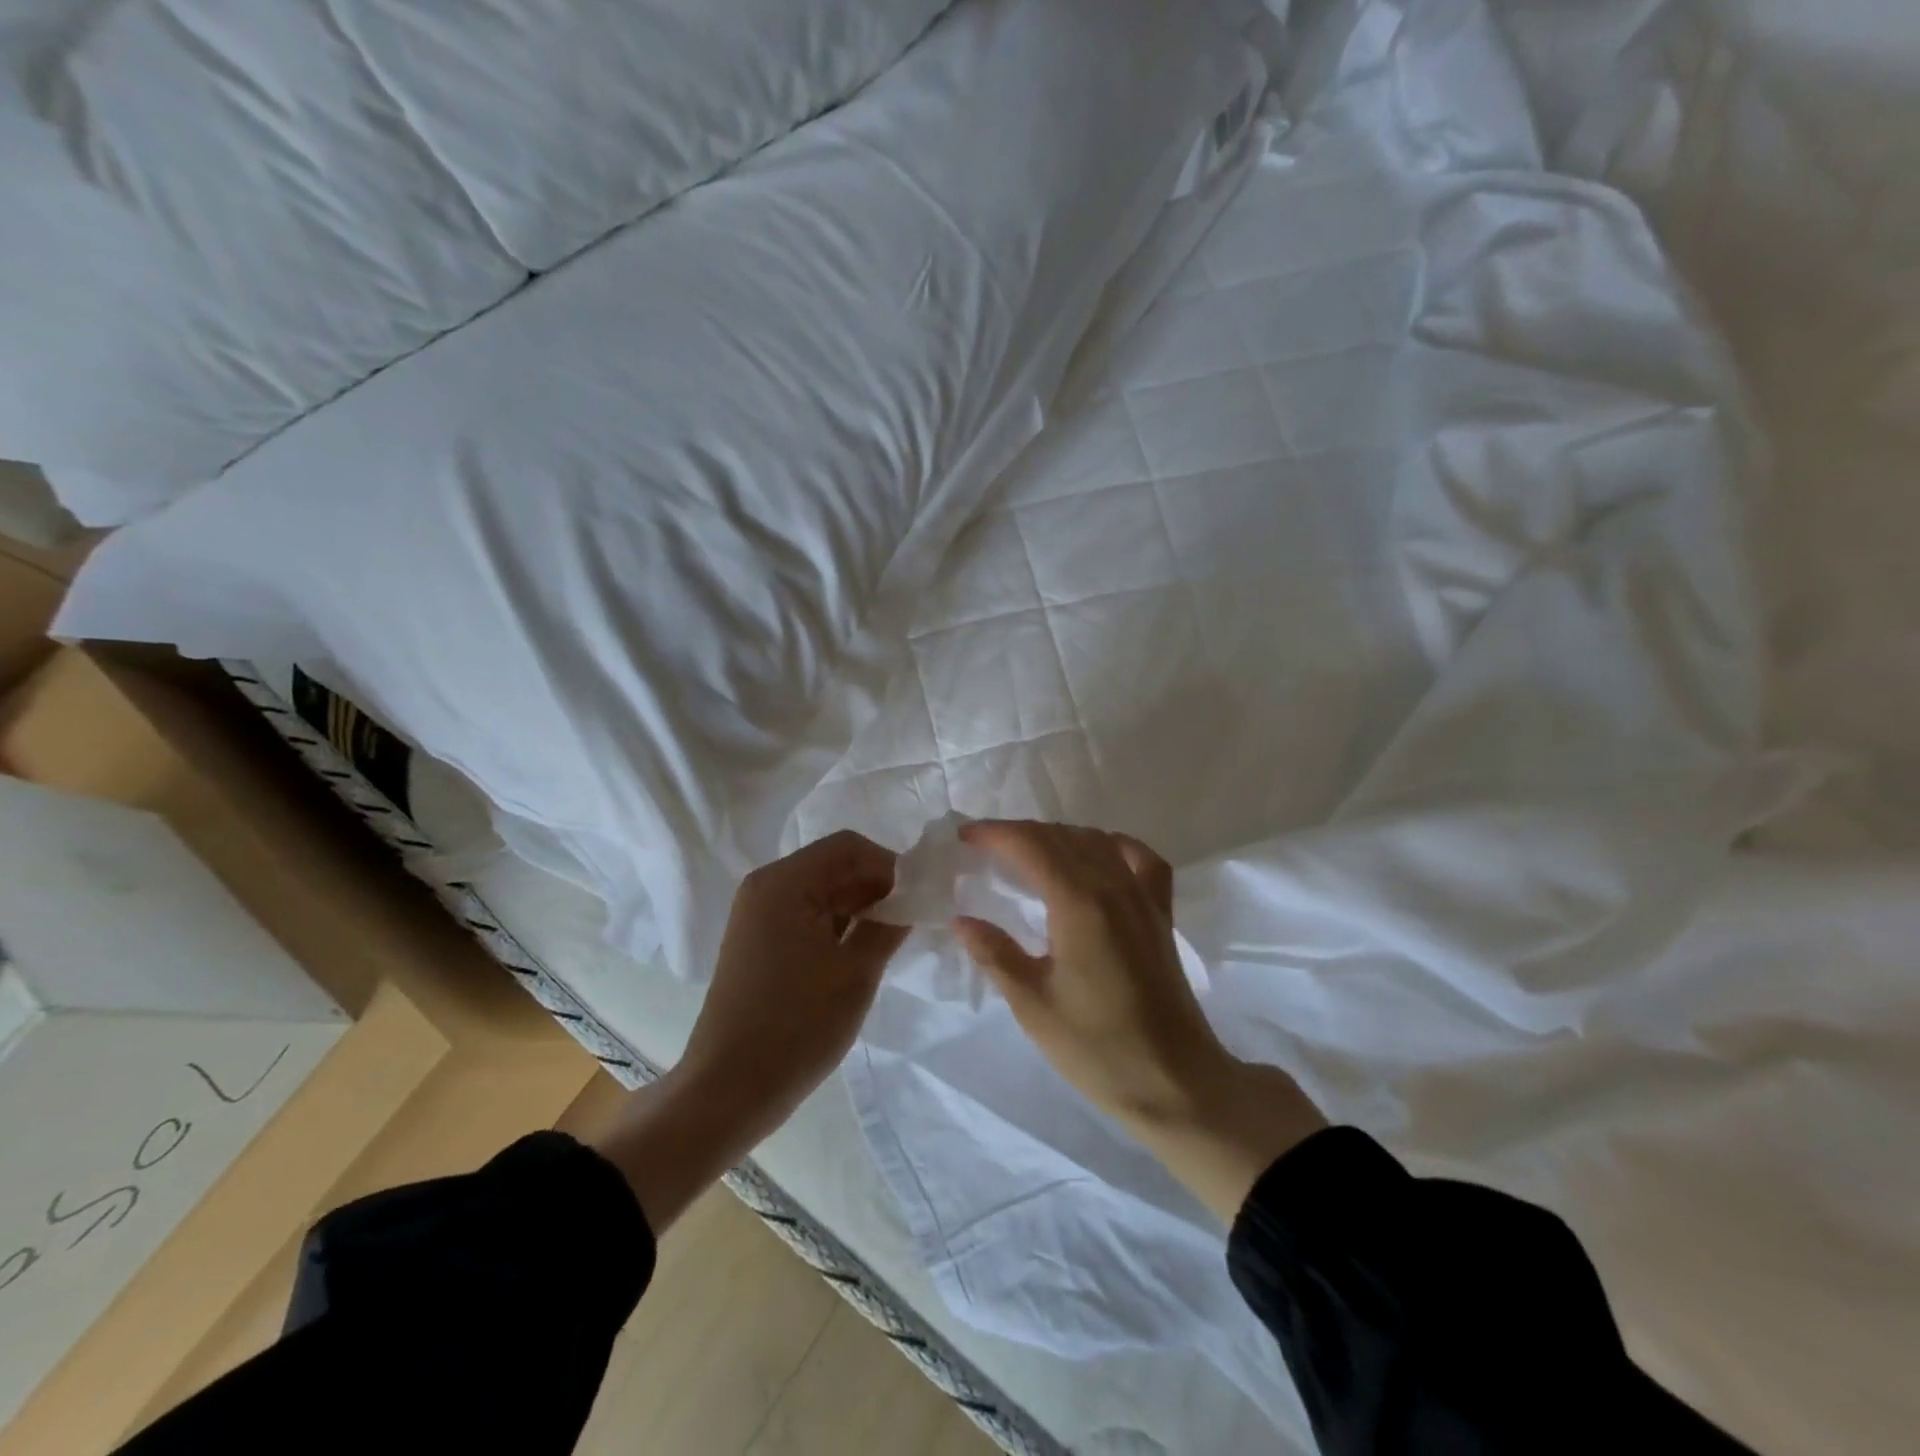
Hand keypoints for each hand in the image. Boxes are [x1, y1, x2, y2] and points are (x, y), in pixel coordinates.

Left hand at [683, 829, 908, 1131]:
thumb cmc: (797, 1026)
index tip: (921, 898)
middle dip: (877, 886)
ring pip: (822, 891)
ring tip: (893, 938)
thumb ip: (891, 924)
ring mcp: (757, 915)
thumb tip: (915, 897)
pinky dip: (837, 924)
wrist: (729, 1090)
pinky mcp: (757, 941)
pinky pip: (806, 914)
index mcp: (785, 883)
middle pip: (834, 865)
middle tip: (913, 920)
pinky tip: (861, 951)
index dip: (891, 865)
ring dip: (859, 907)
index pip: (850, 847)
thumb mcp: (856, 972)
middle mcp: (766, 887)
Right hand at [955, 821, 1326, 1221]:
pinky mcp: (1161, 913)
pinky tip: (1096, 856)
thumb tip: (960, 920)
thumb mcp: (1033, 1005)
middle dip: (1019, 833)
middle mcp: (1114, 886)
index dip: (995, 834)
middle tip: (984, 846)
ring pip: (1096, 841)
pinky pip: (1138, 858)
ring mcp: (1143, 897)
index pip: (1032, 846)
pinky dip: (1111, 845)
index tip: (964, 836)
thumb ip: (995, 954)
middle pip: (1061, 837)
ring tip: (1026, 853)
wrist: (1174, 1082)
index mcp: (1080, 903)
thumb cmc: (1097, 1048)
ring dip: (1056, 837)